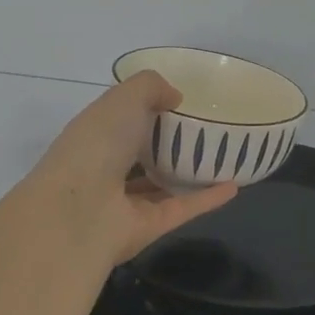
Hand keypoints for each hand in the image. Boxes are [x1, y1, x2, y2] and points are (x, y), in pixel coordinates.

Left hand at [20, 71, 237, 264]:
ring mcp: (127, 202)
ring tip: (223, 157)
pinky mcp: (149, 227)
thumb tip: (175, 98)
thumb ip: (151, 87)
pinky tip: (235, 185)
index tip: (179, 100)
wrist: (79, 211)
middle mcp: (108, 169)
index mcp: (95, 136)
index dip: (145, 109)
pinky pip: (183, 208)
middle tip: (207, 127)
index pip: (121, 121)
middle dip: (167, 143)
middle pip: (142, 154)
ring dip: (189, 173)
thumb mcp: (123, 98)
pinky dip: (208, 198)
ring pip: (163, 185)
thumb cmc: (97, 144)